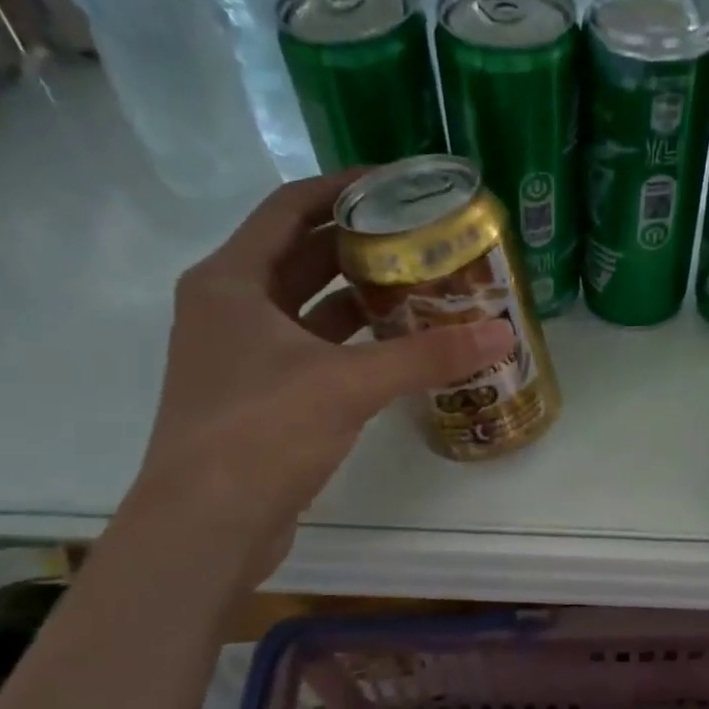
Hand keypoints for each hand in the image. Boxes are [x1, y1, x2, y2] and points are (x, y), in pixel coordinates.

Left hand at [128, 173, 513, 586]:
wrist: (207, 525)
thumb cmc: (262, 433)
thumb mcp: (349, 384)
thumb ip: (427, 355)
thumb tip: (502, 332)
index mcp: (231, 281)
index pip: (290, 209)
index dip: (342, 189)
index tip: (397, 184)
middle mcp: (230, 309)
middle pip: (300, 256)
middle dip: (359, 244)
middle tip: (421, 237)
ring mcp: (241, 356)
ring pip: (307, 308)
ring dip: (358, 295)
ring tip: (419, 285)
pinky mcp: (260, 398)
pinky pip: (311, 350)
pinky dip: (351, 343)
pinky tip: (396, 347)